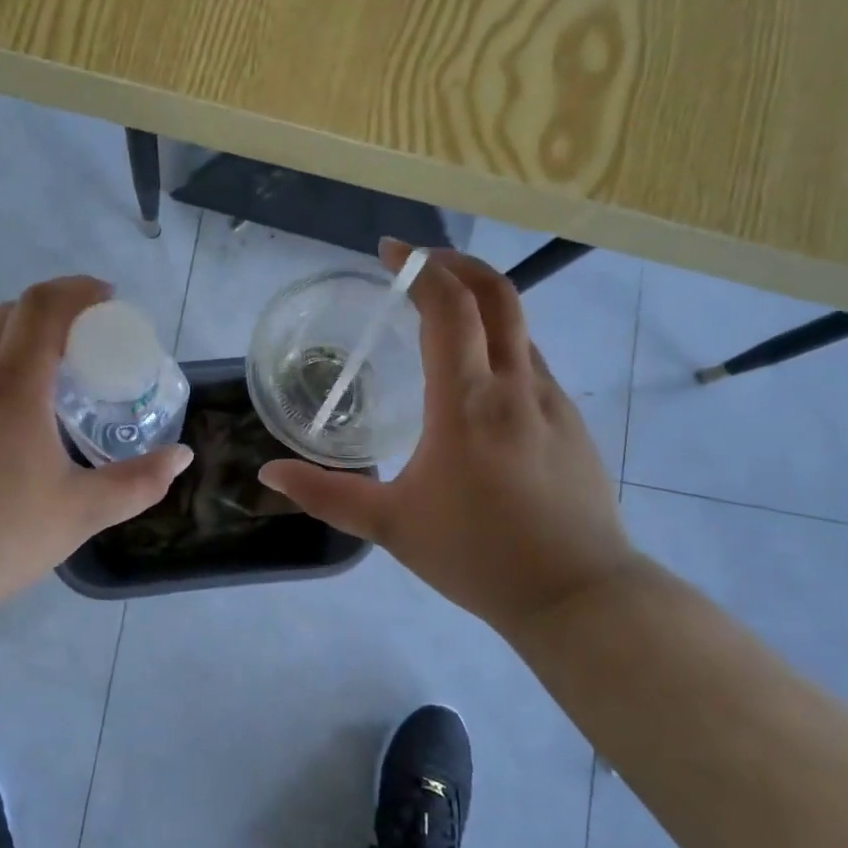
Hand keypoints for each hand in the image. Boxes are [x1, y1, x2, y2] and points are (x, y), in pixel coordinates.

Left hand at [0, 276, 191, 623]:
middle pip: (8, 317)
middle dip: (50, 317)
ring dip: (13, 354)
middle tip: (81, 350)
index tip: (106, 299)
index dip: (77, 291)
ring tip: (41, 399)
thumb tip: (181, 458)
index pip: (43, 306)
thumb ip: (138, 482)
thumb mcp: (81, 512)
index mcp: (11, 384)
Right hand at [259, 243, 638, 633]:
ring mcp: (552, 400)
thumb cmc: (477, 556)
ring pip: (519, 326)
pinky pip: (532, 361)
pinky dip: (501, 343)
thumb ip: (326, 495)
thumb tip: (269, 474)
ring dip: (481, 303)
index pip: (449, 306)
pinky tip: (478, 380)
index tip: (390, 251)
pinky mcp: (572, 421)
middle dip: (456, 263)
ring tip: (441, 316)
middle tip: (417, 263)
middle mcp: (515, 385)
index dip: (419, 267)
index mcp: (467, 402)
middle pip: (497, 293)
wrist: (578, 595)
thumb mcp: (391, 526)